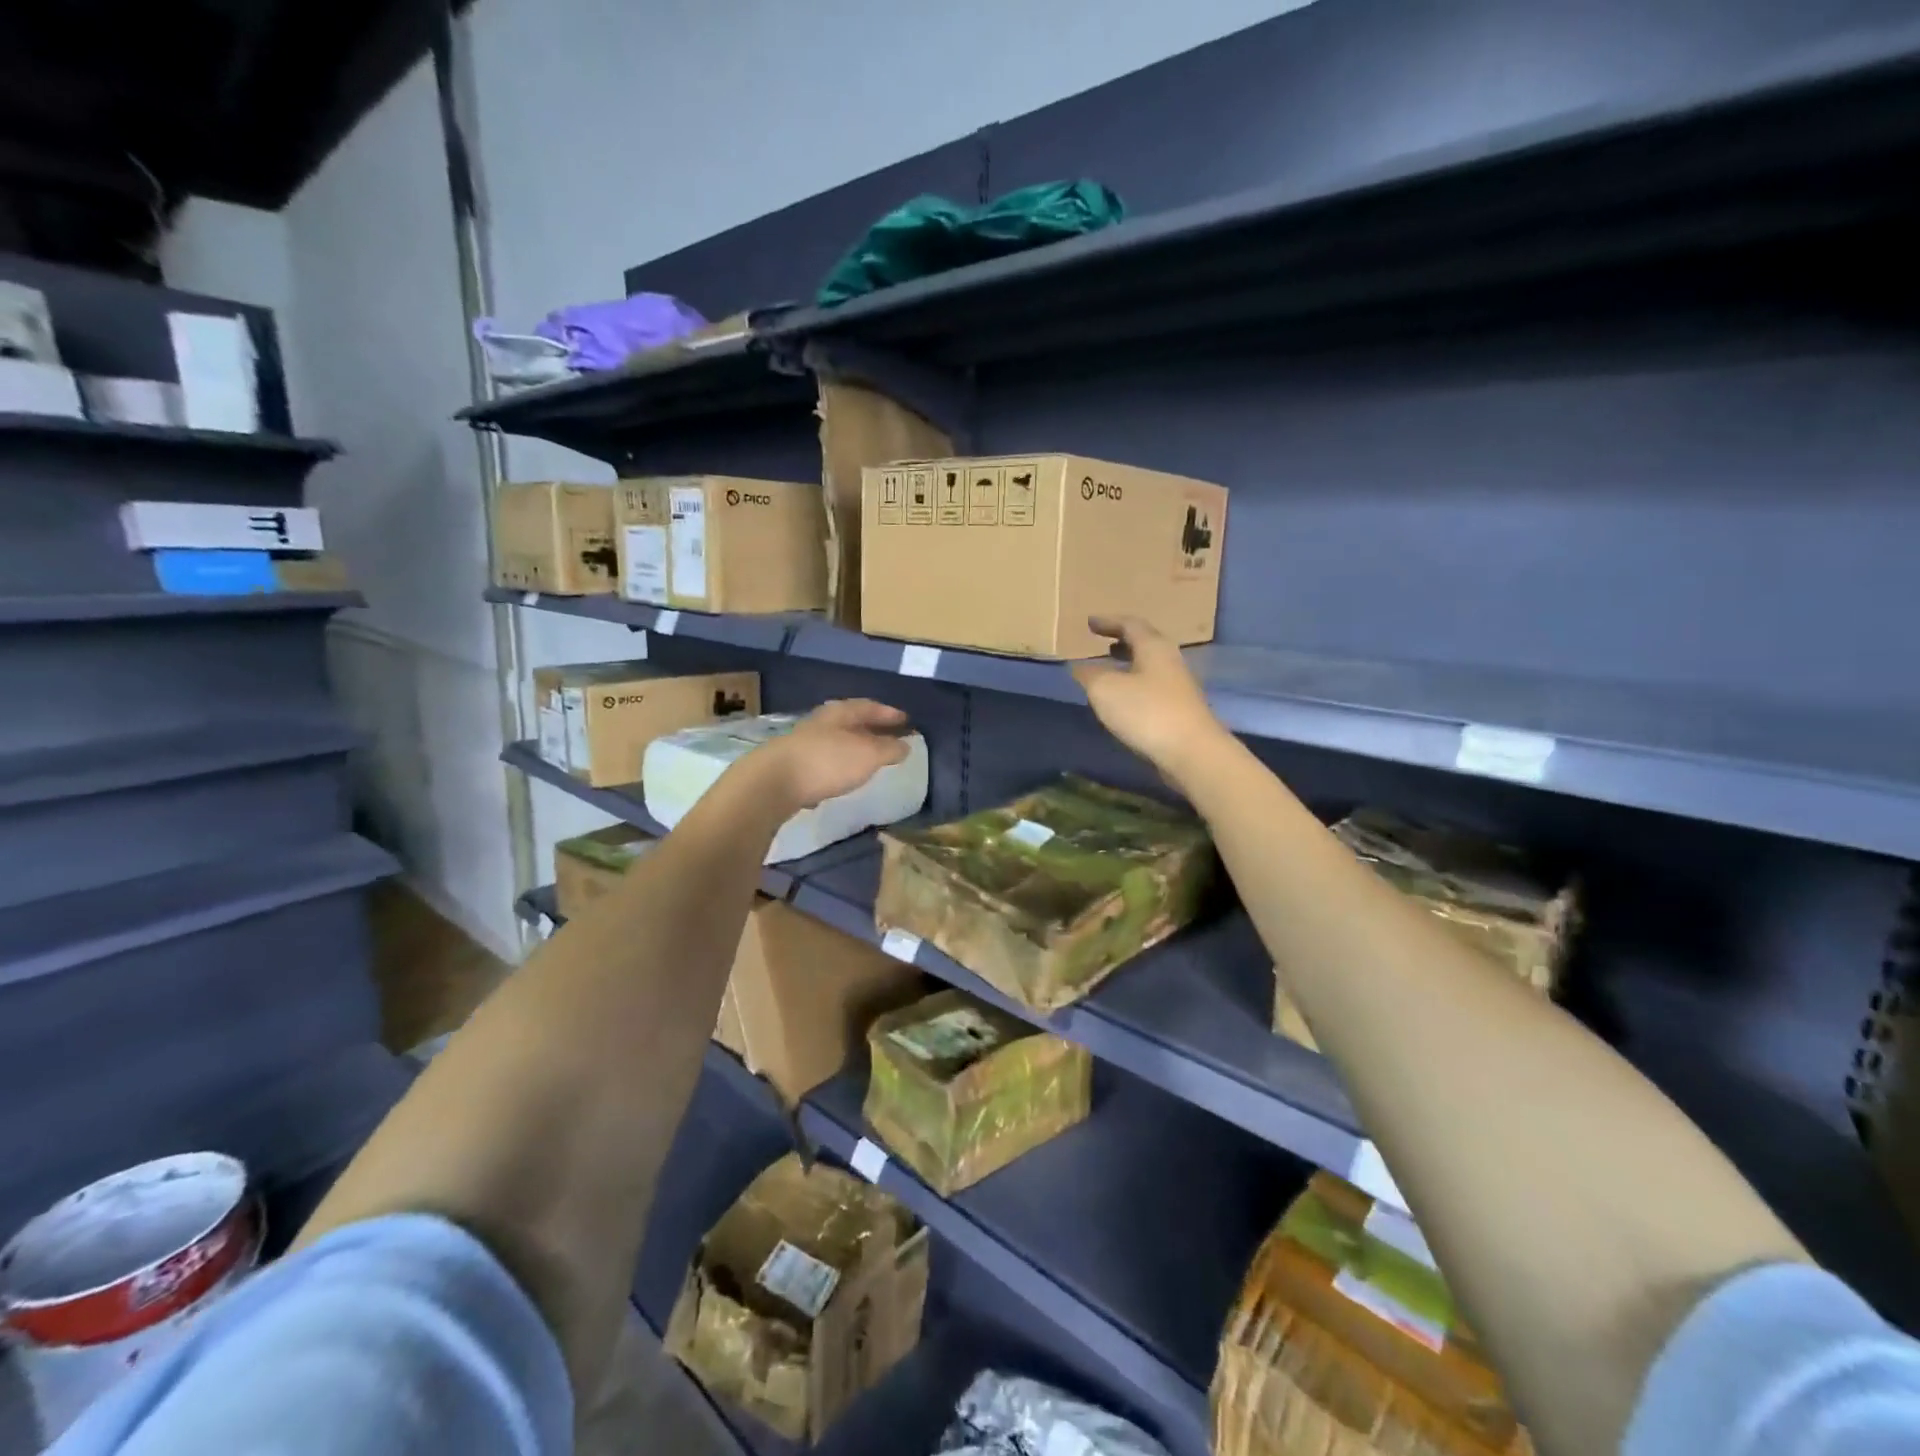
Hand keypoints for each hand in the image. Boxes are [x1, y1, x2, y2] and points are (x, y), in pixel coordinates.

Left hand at [752, 699, 912, 812]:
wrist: (774, 782)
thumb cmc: (828, 761)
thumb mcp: (868, 755)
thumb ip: (889, 749)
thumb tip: (905, 745)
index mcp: (841, 713)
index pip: (870, 706)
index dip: (889, 713)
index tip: (907, 720)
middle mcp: (822, 722)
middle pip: (852, 721)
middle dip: (872, 728)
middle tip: (891, 736)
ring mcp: (805, 742)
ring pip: (837, 739)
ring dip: (855, 746)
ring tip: (870, 756)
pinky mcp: (794, 764)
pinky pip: (825, 758)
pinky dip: (840, 763)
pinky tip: (844, 774)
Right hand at [1071, 616, 1226, 786]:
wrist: (1191, 752)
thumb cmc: (1146, 712)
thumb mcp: (1105, 690)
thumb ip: (1088, 674)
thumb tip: (1078, 666)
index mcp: (1153, 647)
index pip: (1130, 624)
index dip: (1108, 622)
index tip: (1090, 623)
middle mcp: (1169, 661)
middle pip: (1145, 643)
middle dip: (1122, 642)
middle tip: (1103, 643)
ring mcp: (1178, 686)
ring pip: (1149, 666)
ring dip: (1128, 665)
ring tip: (1109, 671)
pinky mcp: (1180, 709)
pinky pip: (1152, 687)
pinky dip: (1134, 685)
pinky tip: (1123, 701)